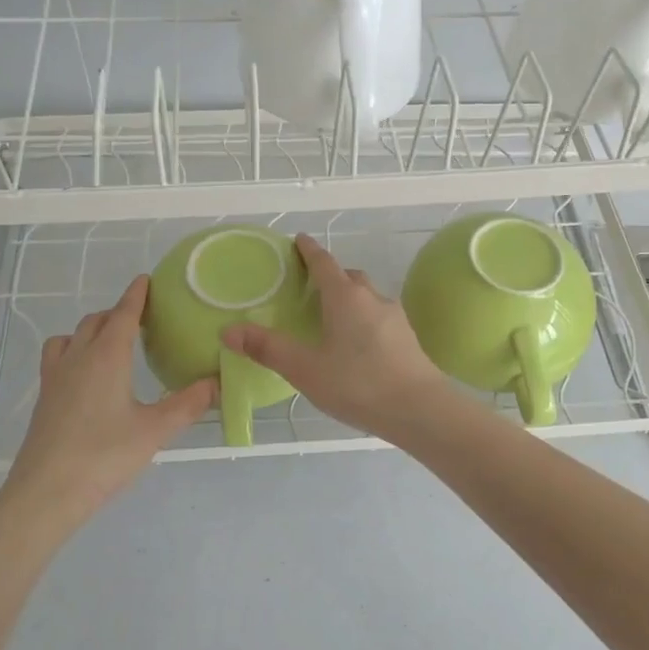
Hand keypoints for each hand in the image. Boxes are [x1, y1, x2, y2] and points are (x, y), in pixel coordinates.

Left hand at [3, 276, 213, 523]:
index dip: (136, 295)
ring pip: (71, 337)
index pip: (123, 314)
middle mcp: (78, 358)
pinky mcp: (44, 399)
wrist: (45, 494)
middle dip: (117, 312)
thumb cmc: (104, 456)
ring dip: (91, 330)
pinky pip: (57, 357)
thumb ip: (189, 404)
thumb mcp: (155, 431)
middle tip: (140, 318)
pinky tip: (86, 376)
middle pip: (95, 321)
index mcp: (106, 357)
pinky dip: (73, 351)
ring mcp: (55, 378)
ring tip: (110, 343)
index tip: (146, 279)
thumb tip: (218, 382)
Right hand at [220, 233, 446, 442]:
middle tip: (309, 288)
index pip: (324, 263)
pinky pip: (379, 317)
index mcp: (345, 297)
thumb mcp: (305, 369)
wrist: (420, 409)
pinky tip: (356, 345)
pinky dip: (363, 320)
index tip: (299, 240)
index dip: (309, 250)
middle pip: (348, 277)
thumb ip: (267, 348)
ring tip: (330, 319)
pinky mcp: (407, 338)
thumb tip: (228, 330)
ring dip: (349, 299)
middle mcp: (372, 298)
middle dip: (329, 276)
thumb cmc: (358, 383)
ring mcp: (394, 317)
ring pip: (367, 297)